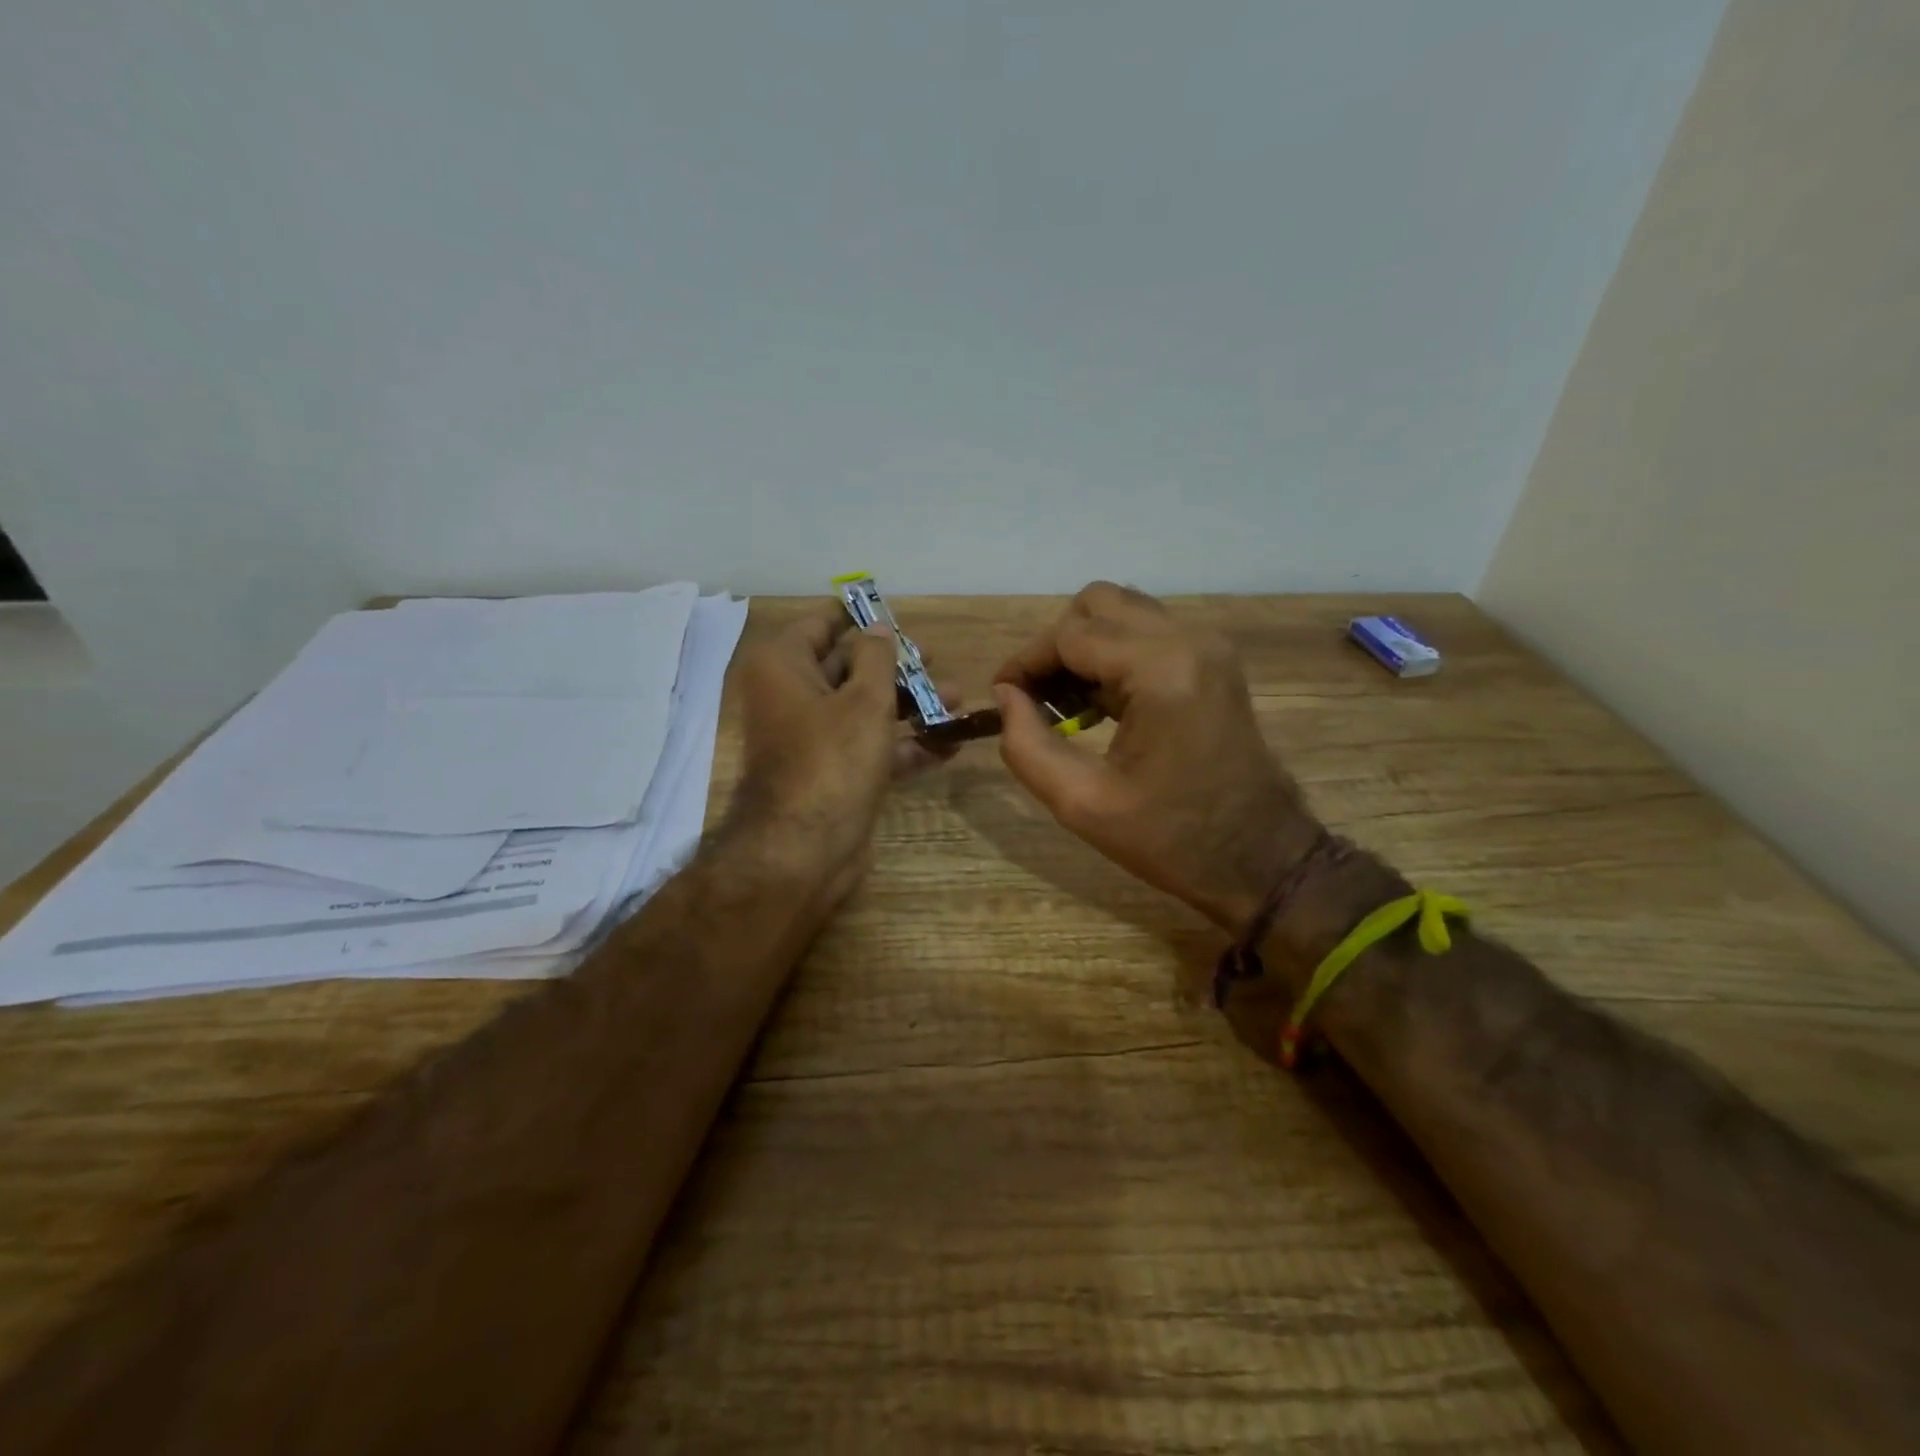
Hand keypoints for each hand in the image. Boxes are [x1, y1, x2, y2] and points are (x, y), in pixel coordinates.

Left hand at [732, 604, 949, 907]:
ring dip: (911, 706)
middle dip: (898, 666)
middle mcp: (792, 696)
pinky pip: (870, 746)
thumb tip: (878, 629)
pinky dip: (905, 744)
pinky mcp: (832, 772)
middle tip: (937, 660)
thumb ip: (877, 658)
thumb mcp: (865, 699)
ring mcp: (812, 738)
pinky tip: (949, 744)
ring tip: (959, 701)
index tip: (895, 612)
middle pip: (848, 667)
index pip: (821, 624)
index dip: (859, 616)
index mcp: (784, 666)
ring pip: (864, 709)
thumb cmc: (833, 759)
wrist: (806, 850)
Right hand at [993, 583, 1318, 931]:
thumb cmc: (1172, 839)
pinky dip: (1113, 655)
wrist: (1262, 859)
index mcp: (1161, 670)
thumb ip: (1027, 746)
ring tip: (1064, 702)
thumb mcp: (1082, 804)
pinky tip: (1099, 704)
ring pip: (1123, 612)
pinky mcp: (1214, 661)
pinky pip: (1148, 633)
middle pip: (1098, 604)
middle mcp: (1189, 640)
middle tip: (1036, 697)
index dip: (1025, 662)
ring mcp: (1208, 646)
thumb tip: (1006, 696)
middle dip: (1055, 645)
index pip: (1070, 635)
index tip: (1002, 698)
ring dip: (1084, 646)